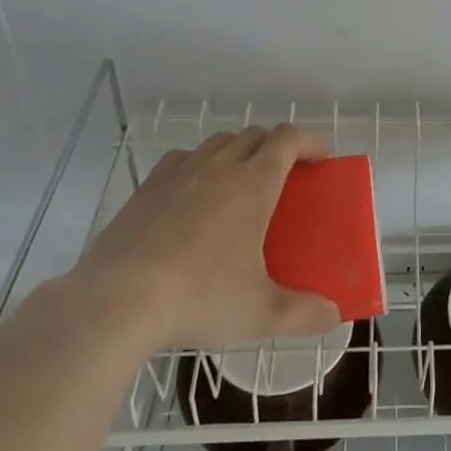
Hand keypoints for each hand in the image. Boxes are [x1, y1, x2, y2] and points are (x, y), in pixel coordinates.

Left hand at [71, 126, 342, 353]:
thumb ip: (303, 313)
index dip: (309, 141)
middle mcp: (220, 166)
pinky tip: (193, 193)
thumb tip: (333, 316)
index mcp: (254, 183)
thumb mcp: (260, 313)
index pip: (288, 138)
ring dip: (238, 151)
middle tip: (285, 177)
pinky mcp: (148, 187)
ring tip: (240, 183)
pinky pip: (182, 158)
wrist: (117, 301)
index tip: (320, 159)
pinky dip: (199, 164)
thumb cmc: (199, 297)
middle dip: (276, 146)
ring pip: (218, 142)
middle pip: (255, 134)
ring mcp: (180, 172)